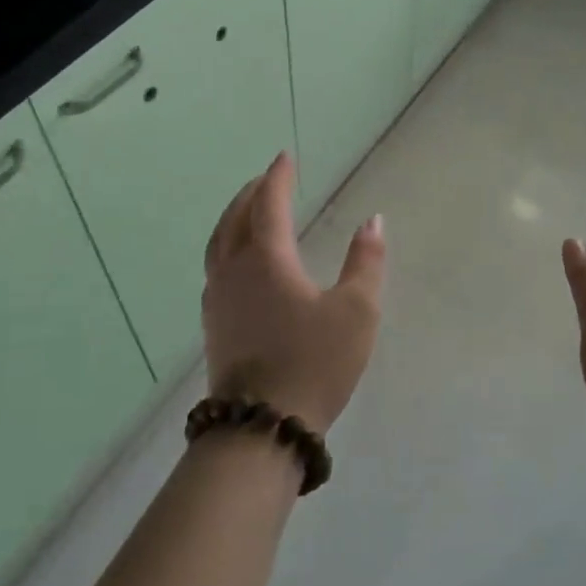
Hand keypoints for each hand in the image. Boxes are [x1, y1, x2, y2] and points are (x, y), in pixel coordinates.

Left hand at [202, 152, 386, 432]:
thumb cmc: (314, 362)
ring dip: (233, 218)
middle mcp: (234, 270)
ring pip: (219, 244)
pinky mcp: (213, 325)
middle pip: (235, 218)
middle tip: (265, 179)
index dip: (277, 178)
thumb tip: (373, 221)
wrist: (262, 427)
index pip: (268, 204)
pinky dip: (226, 247)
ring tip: (247, 211)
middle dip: (250, 194)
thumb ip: (365, 262)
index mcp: (266, 259)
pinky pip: (215, 268)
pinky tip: (238, 263)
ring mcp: (218, 299)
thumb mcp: (356, 311)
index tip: (284, 158)